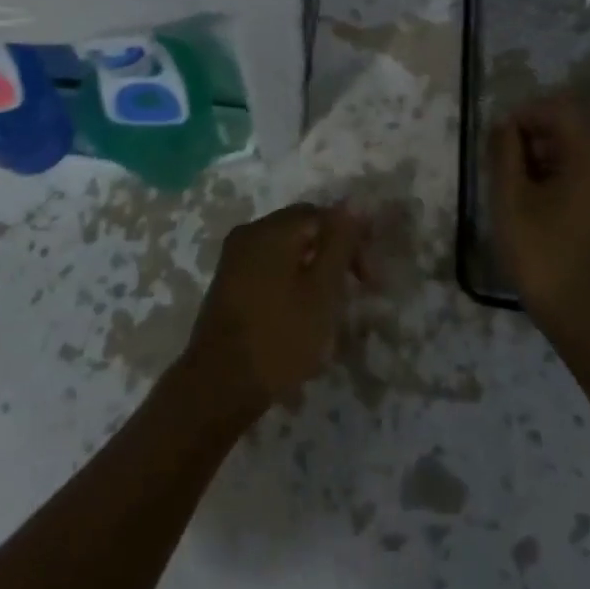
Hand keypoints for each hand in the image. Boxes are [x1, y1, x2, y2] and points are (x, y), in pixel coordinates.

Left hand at [182, 203, 365, 419]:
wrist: (219, 384)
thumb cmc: (279, 337)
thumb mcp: (322, 291)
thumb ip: (339, 244)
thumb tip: (352, 204)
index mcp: (271, 229)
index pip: (321, 215)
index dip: (351, 239)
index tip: (370, 278)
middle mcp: (249, 233)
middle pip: (301, 229)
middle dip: (333, 254)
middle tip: (356, 289)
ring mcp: (234, 258)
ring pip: (285, 250)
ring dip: (313, 270)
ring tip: (332, 306)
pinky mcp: (229, 283)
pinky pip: (268, 267)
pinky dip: (291, 280)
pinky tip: (301, 313)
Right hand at [486, 85, 589, 347]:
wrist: (589, 322)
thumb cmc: (543, 256)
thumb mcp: (511, 201)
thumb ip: (505, 153)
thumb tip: (504, 125)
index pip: (560, 111)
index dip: (526, 115)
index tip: (500, 138)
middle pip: (574, 131)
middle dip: (536, 137)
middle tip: (506, 164)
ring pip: (583, 157)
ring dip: (549, 160)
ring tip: (520, 188)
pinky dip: (566, 180)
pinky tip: (544, 209)